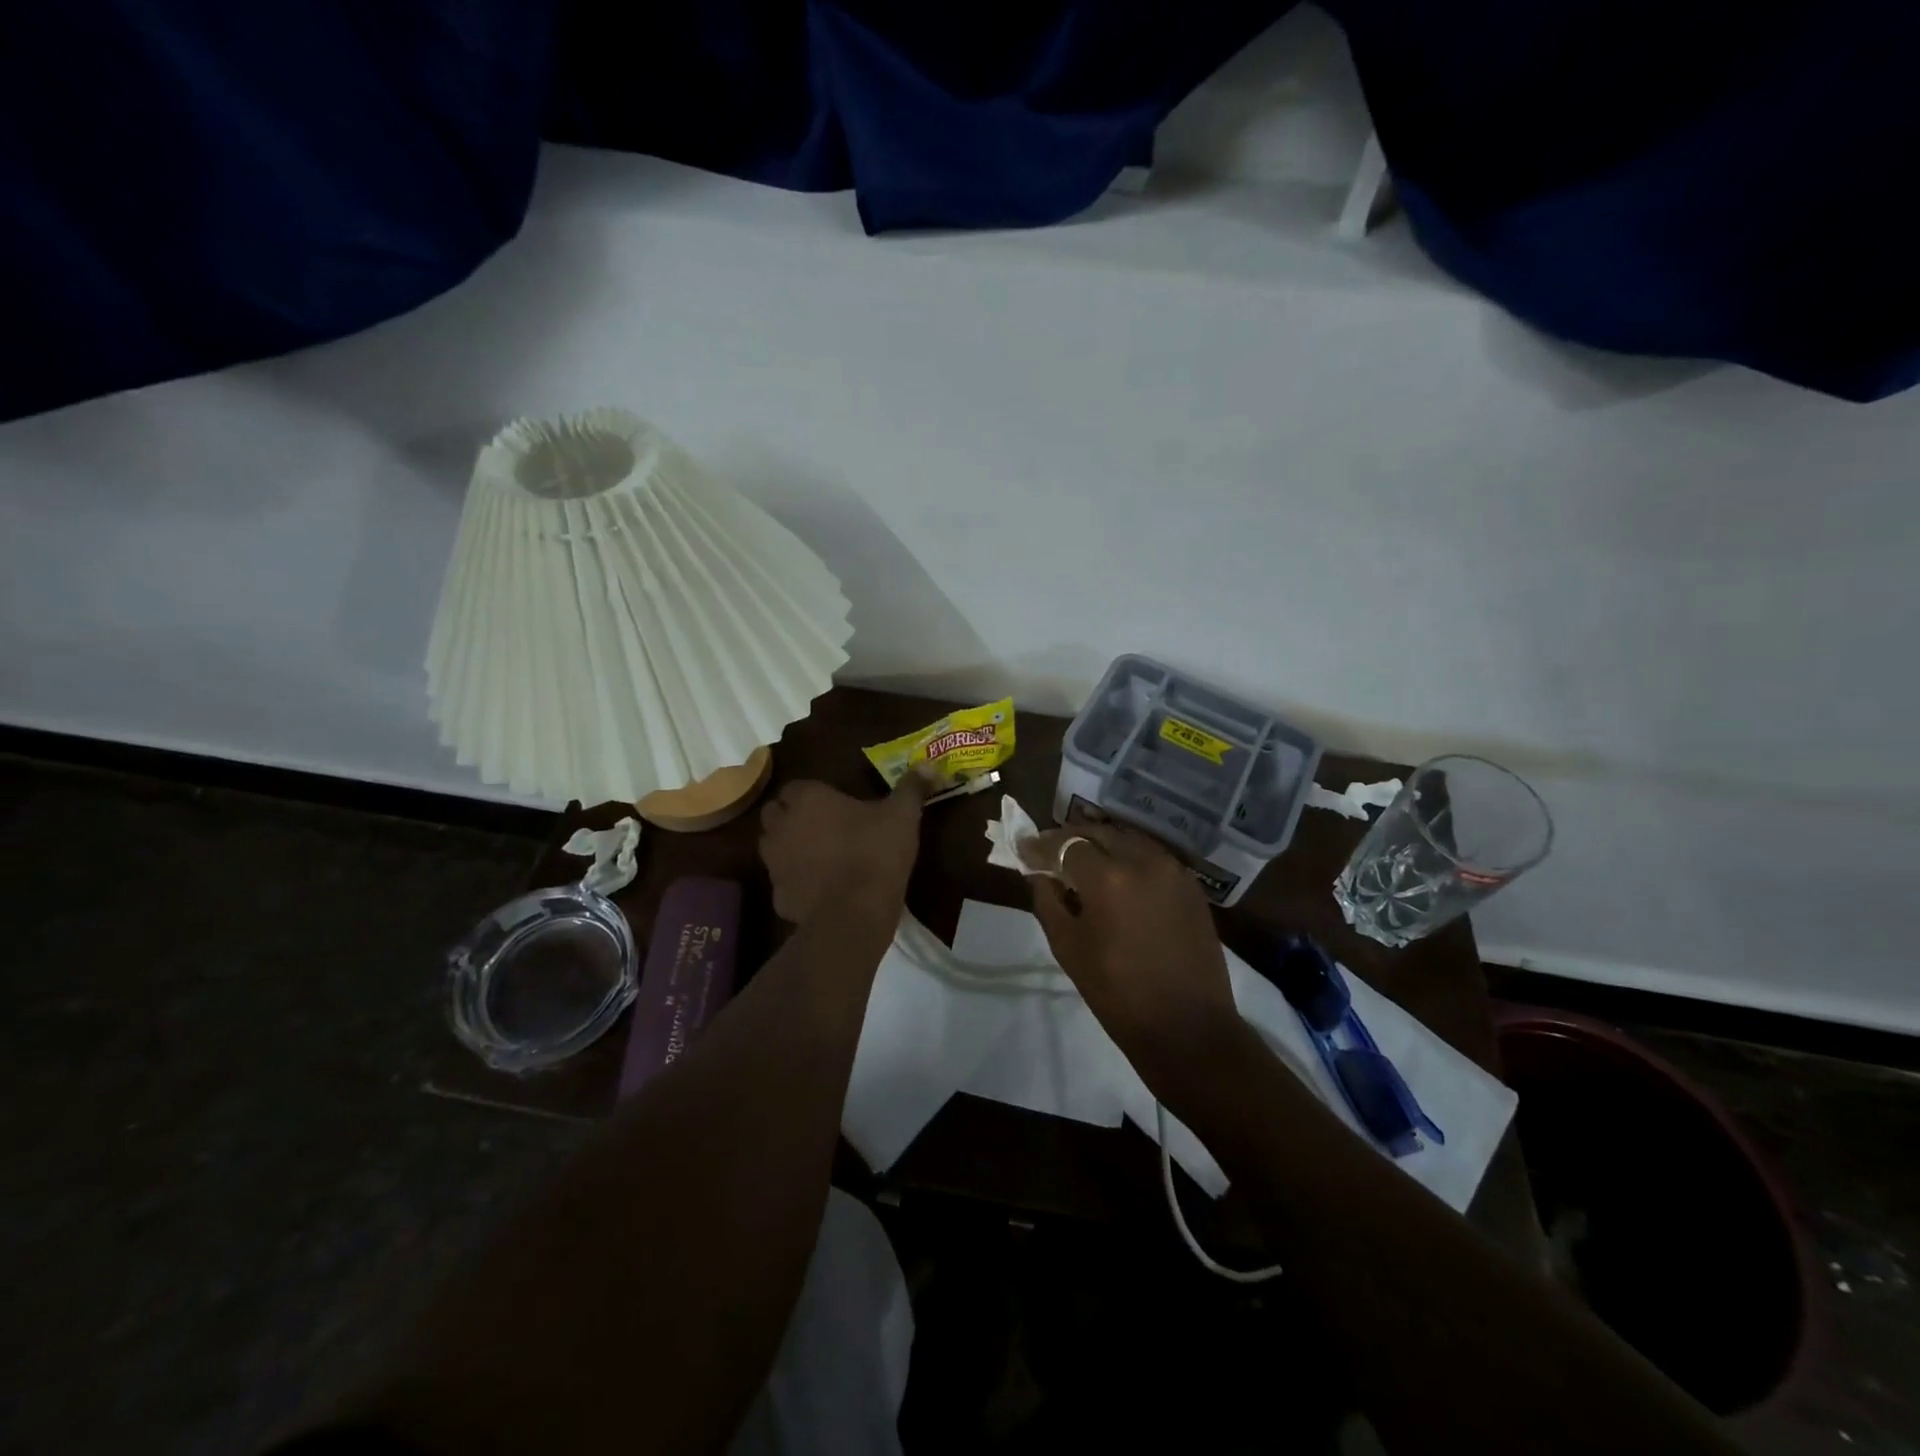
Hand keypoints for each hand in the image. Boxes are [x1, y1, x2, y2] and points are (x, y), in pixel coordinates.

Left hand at [758, 773, 929, 924]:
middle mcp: (783, 826)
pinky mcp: (778, 895)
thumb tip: (929, 764)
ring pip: (773, 847)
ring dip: (789, 847)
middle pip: (776, 813)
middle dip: (792, 816)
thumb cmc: (875, 853)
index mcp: (808, 800)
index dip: (812, 794)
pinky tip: (819, 889)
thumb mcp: (902, 816)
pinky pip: (783, 882)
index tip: (834, 803)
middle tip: (823, 826)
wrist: (854, 914)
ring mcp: (775, 863)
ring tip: (819, 856)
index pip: (796, 786)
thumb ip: (911, 788)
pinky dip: (796, 882)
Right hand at [1027, 821, 1240, 1088]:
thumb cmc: (1117, 993)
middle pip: (1099, 832)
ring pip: (1128, 840)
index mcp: (1109, 877)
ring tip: (1083, 864)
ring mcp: (1173, 869)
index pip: (1066, 843)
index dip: (1042, 846)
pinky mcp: (1191, 884)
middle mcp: (1144, 859)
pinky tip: (1118, 878)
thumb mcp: (1067, 947)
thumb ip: (1048, 900)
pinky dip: (1129, 858)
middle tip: (1051, 853)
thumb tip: (1038, 872)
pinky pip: (1152, 857)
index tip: (1025, 849)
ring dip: (1102, 845)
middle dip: (1072, 839)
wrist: (1187, 1028)